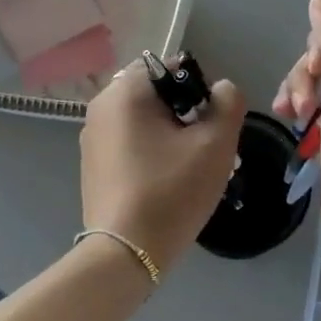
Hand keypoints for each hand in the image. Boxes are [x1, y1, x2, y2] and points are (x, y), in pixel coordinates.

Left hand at [80, 58, 247, 271]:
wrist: (125, 253)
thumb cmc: (171, 191)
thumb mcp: (215, 144)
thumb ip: (227, 104)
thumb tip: (222, 89)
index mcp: (125, 92)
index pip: (170, 68)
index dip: (199, 89)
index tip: (211, 123)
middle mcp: (100, 107)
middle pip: (156, 95)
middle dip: (186, 115)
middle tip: (207, 148)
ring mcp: (92, 138)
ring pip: (144, 121)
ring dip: (171, 135)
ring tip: (191, 169)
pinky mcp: (93, 165)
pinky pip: (129, 143)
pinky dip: (151, 152)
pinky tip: (167, 182)